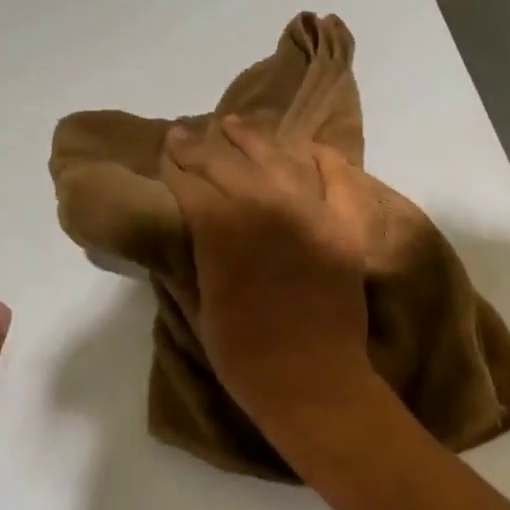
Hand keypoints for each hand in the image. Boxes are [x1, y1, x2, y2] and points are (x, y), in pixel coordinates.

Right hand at [159, 116, 378, 429]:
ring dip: (252, 140)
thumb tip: (181, 229)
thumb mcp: (200, 308)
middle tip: (185, 134)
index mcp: (220, 229)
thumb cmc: (246, 358)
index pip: (189, 181)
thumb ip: (189, 260)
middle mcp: (265, 207)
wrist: (313, 384)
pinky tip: (308, 148)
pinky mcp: (344, 227)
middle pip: (227, 163)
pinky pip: (338, 180)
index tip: (165, 151)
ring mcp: (311, 213)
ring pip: (277, 159)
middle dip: (201, 147)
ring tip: (234, 126)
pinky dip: (324, 160)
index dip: (174, 164)